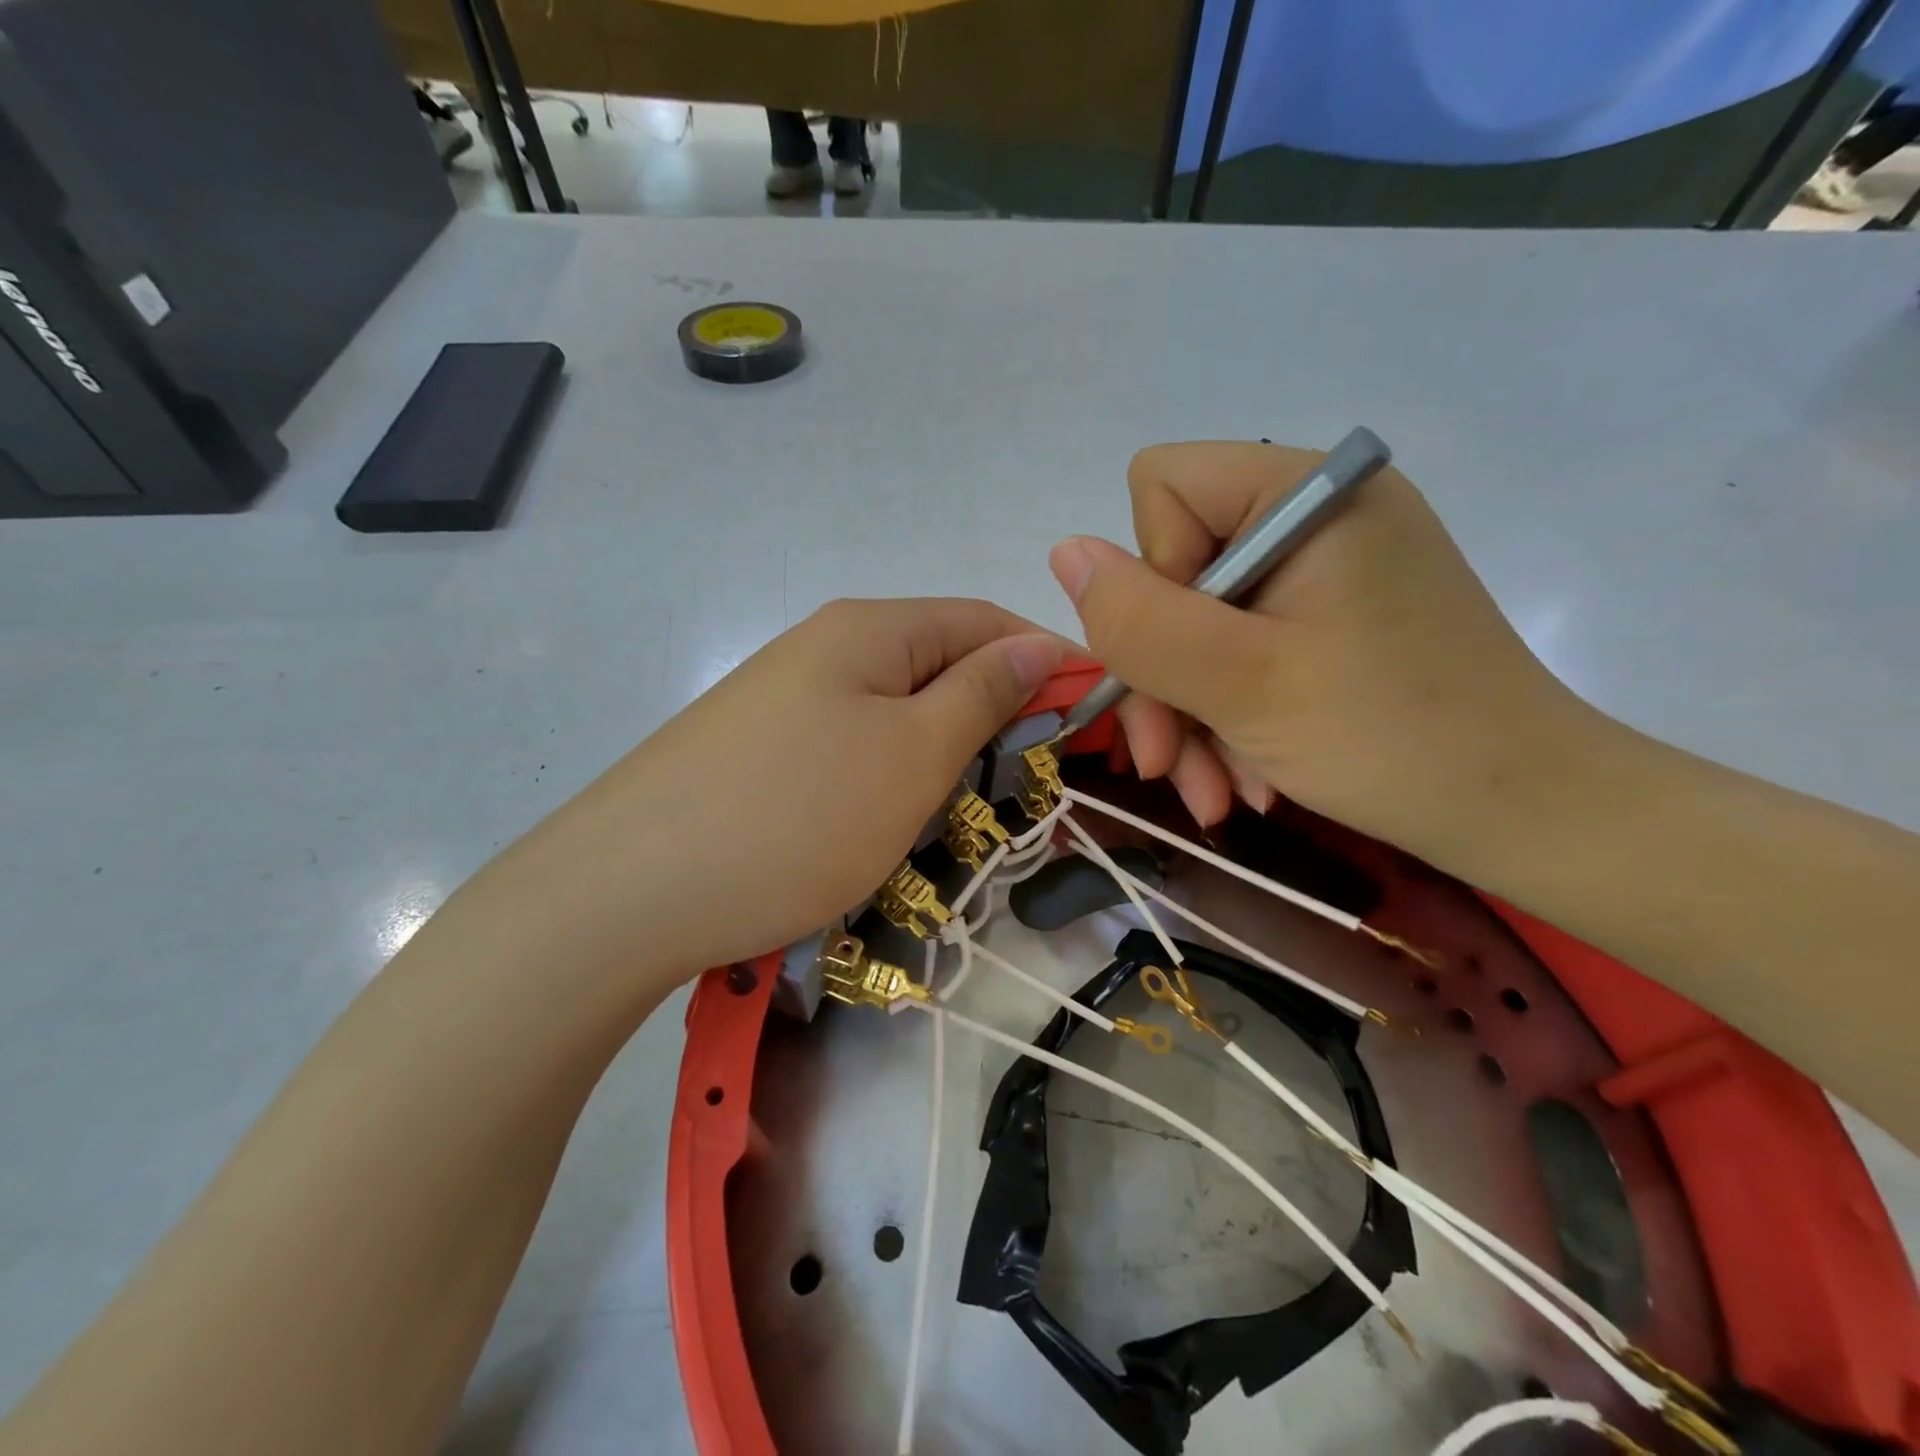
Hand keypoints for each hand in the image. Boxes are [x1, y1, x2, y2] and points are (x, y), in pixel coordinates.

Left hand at [462, 599, 1064, 993]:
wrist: (627, 891)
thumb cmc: (797, 815)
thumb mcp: (914, 752)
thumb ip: (983, 692)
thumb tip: (1038, 644)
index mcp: (871, 628)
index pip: (986, 621)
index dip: (1047, 663)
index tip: (1092, 722)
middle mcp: (826, 646)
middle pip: (940, 666)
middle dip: (992, 718)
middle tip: (1023, 787)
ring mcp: (785, 698)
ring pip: (896, 714)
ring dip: (939, 758)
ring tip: (954, 816)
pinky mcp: (758, 750)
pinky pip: (850, 750)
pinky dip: (887, 781)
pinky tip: (882, 825)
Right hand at [1048, 441, 1595, 865]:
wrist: (1527, 815)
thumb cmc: (1394, 741)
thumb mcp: (1244, 683)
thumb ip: (1141, 619)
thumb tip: (1063, 551)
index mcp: (1308, 493)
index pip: (1163, 488)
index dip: (1152, 579)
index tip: (1188, 662)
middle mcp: (1314, 515)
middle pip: (1175, 570)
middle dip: (1163, 678)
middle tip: (1169, 766)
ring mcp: (1323, 571)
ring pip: (1198, 624)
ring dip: (1191, 715)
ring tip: (1215, 795)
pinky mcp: (1330, 620)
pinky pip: (1240, 652)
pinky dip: (1228, 717)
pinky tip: (1244, 781)